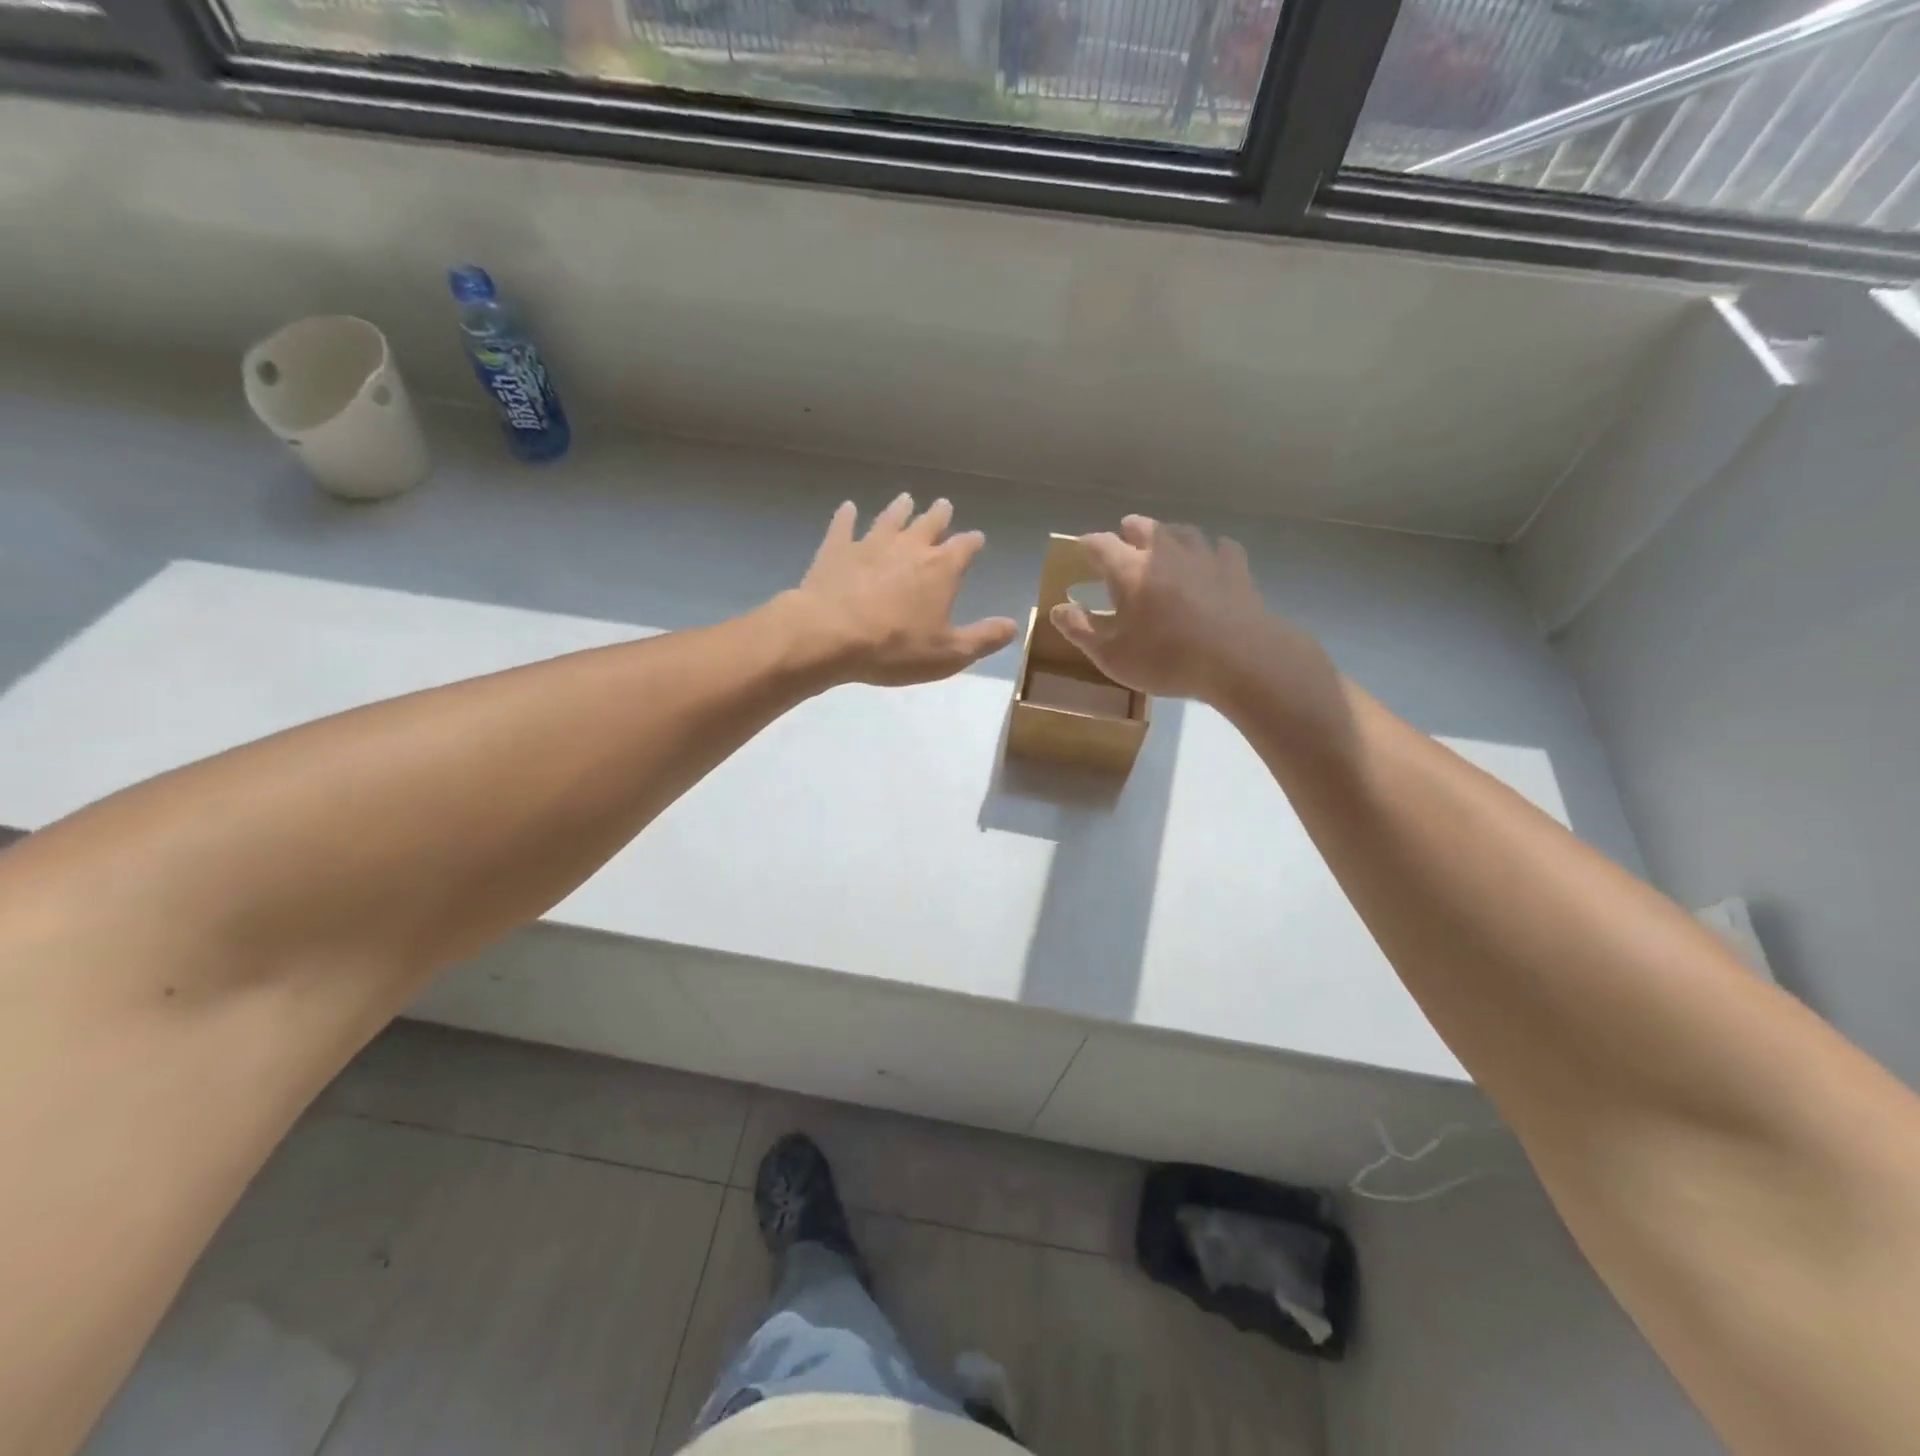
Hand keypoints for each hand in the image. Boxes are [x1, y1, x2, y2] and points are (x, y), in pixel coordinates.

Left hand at [788, 494, 1017, 686]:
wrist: (830, 635)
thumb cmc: (895, 647)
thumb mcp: (949, 653)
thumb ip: (983, 638)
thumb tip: (1013, 625)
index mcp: (941, 569)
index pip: (965, 547)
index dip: (973, 542)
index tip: (977, 539)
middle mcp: (909, 547)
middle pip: (929, 523)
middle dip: (940, 515)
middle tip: (943, 505)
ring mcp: (871, 544)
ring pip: (890, 518)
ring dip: (900, 509)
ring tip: (905, 499)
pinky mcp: (837, 550)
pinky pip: (844, 526)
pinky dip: (847, 516)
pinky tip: (848, 507)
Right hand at [1049, 516, 1327, 707]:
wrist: (1239, 658)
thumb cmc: (1166, 659)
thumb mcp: (1111, 656)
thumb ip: (1081, 630)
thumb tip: (1057, 609)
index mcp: (1129, 569)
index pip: (1100, 544)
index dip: (1087, 545)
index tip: (1081, 551)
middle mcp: (1164, 551)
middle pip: (1143, 527)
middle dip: (1129, 531)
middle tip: (1124, 539)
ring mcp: (1203, 555)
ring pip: (1182, 531)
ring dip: (1168, 535)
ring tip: (1165, 547)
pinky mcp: (1236, 568)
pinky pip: (1221, 548)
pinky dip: (1211, 551)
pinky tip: (1211, 562)